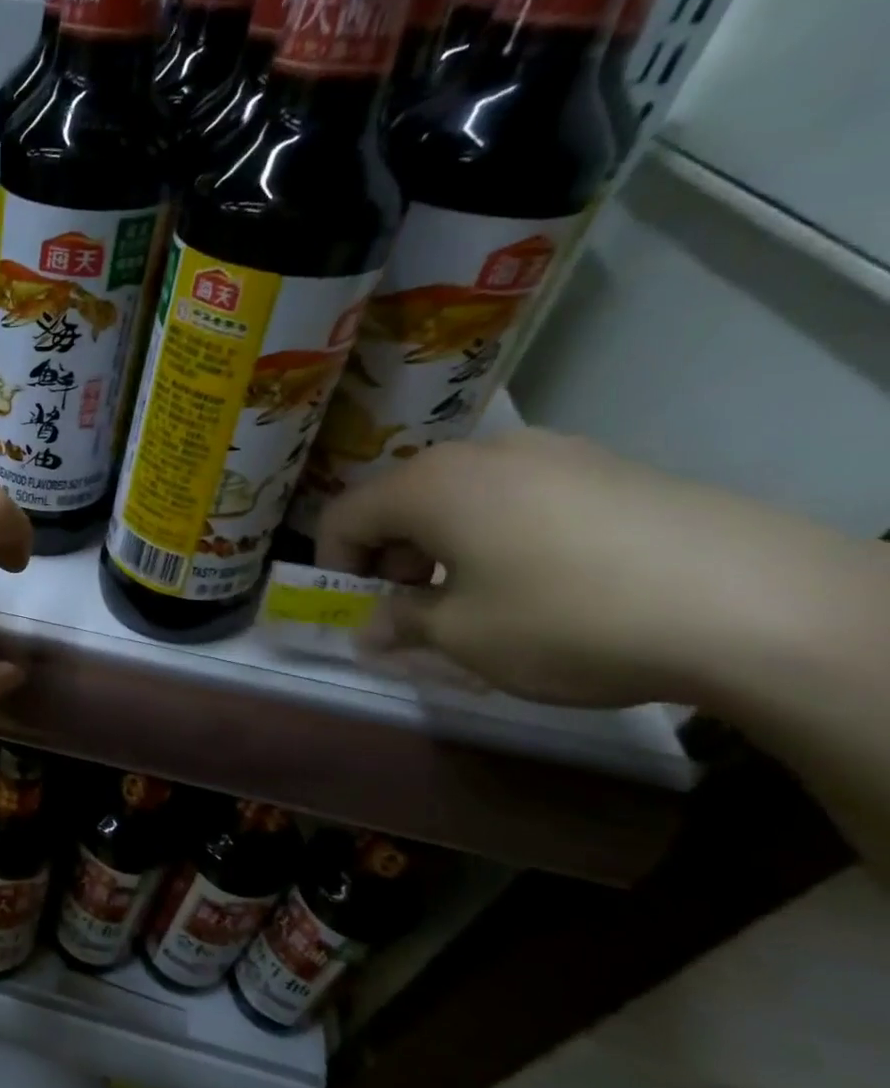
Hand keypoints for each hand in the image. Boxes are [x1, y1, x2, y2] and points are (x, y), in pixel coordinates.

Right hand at [315, 429, 864, 710]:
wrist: (755, 604)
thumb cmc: (565, 618)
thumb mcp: (461, 636)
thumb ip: (401, 623)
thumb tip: (374, 627)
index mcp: (429, 485)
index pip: (343, 517)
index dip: (333, 566)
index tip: (354, 610)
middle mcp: (482, 452)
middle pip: (401, 500)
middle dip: (390, 555)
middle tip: (414, 607)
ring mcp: (553, 451)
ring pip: (463, 496)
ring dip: (445, 544)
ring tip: (479, 596)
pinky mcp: (609, 466)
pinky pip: (521, 496)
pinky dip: (501, 533)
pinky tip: (543, 578)